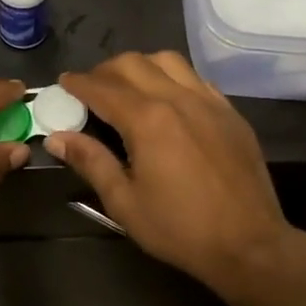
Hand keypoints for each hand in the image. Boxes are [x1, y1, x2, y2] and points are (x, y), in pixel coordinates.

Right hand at [47, 53, 305, 299]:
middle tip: (91, 89)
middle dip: (105, 70)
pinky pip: (196, 78)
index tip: (63, 83)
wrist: (249, 244)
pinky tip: (167, 100)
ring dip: (140, 66)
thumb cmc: (180, 228)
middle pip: (133, 64)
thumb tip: (56, 138)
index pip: (103, 88)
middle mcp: (178, 99)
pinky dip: (172, 78)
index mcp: (148, 120)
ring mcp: (210, 102)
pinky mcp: (231, 113)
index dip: (78, 83)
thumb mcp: (124, 202)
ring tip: (128, 88)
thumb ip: (91, 162)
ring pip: (168, 61)